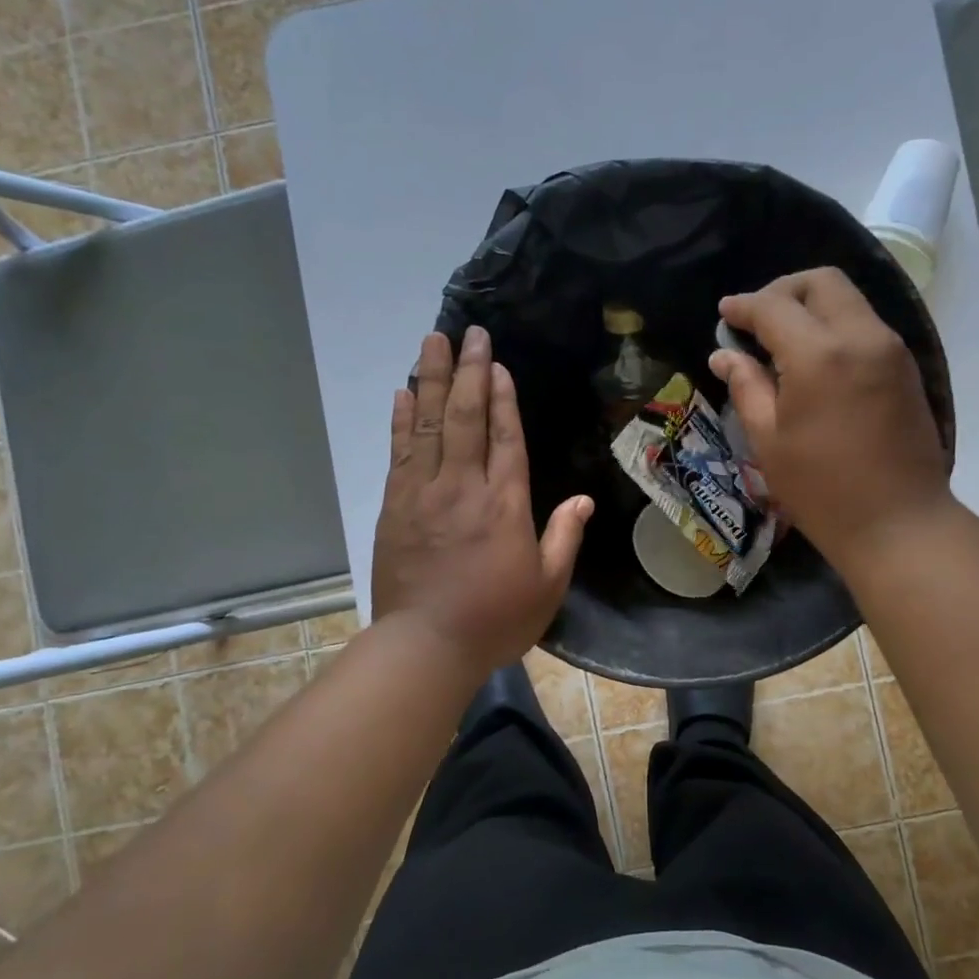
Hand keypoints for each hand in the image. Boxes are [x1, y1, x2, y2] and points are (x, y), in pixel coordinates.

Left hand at [372, 326, 593, 674]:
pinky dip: (401, 420)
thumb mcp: (547, 586)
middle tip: (469, 332)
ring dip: (431, 380)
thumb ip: (564, 538)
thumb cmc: (494, 620)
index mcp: (504, 504)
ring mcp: (423, 494)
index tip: (498, 363)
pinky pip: (399, 452)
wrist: (425, 646)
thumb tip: (583, 500)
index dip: (503, 398)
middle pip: (465, 418)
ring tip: (432, 342)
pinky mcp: (394, 507)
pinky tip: (403, 393)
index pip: (505, 438)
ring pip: (427, 425)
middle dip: (469, 372)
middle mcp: (462, 488)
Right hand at [710, 267, 951, 569]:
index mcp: (819, 356)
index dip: (744, 306)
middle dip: (782, 290)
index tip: (725, 313)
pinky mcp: (905, 367)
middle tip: (757, 318)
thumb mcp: (769, 442)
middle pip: (821, 283)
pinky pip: (865, 325)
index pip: (775, 307)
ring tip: (782, 340)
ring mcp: (890, 350)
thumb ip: (746, 387)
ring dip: (812, 306)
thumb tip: (725, 355)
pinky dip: (835, 326)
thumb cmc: (822, 490)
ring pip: (848, 300)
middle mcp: (861, 337)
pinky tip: (815, 359)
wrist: (898, 523)